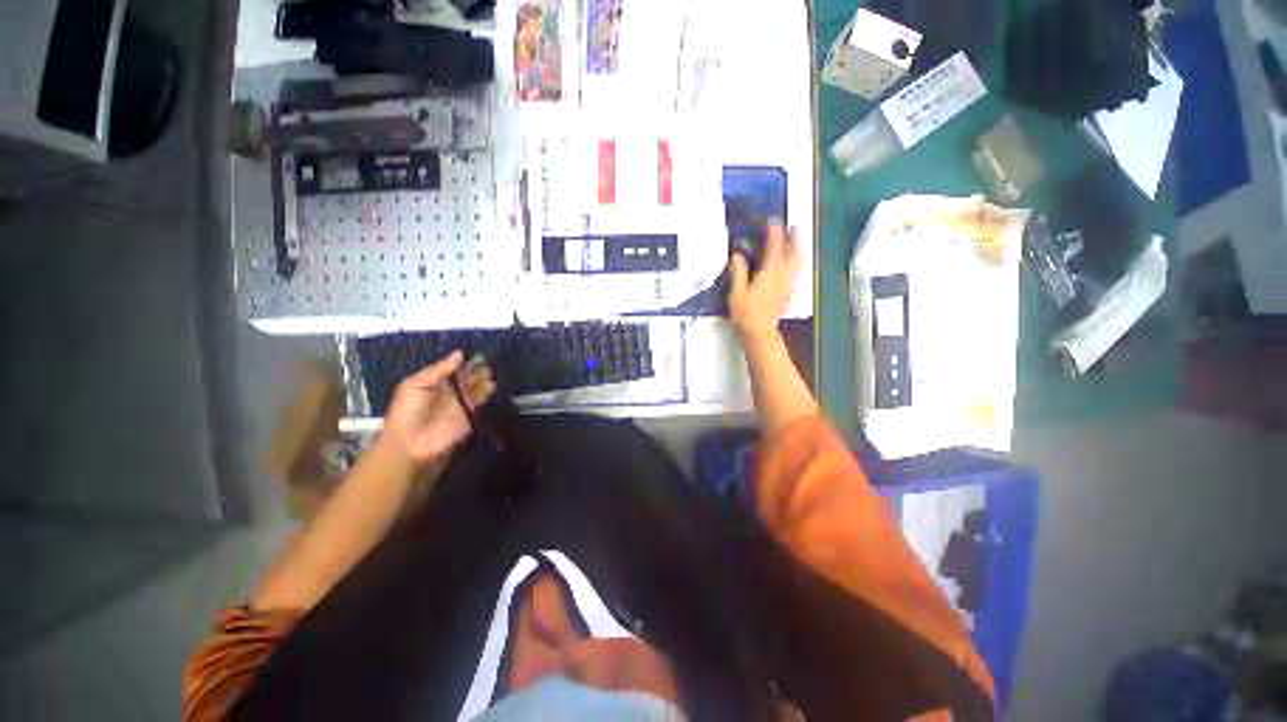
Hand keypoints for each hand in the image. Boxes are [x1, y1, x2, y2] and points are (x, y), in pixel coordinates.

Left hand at [380, 351, 496, 468]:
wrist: (410, 444)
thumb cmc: (407, 412)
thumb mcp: (415, 385)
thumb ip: (439, 369)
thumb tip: (461, 353)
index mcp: (436, 382)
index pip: (455, 368)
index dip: (466, 362)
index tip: (478, 354)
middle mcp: (450, 391)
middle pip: (468, 377)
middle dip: (478, 370)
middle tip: (488, 363)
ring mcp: (461, 403)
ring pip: (477, 388)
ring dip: (484, 380)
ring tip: (491, 373)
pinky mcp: (470, 416)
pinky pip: (480, 402)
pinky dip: (487, 394)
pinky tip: (492, 385)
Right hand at [728, 221, 800, 340]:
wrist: (759, 333)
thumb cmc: (746, 314)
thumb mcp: (736, 292)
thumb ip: (738, 272)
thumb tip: (737, 255)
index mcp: (770, 273)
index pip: (774, 247)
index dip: (775, 232)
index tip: (773, 220)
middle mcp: (782, 277)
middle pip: (793, 252)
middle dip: (794, 237)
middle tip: (794, 226)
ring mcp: (787, 286)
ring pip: (797, 262)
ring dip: (798, 249)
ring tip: (797, 241)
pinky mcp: (788, 294)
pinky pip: (795, 272)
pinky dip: (796, 263)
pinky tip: (792, 264)